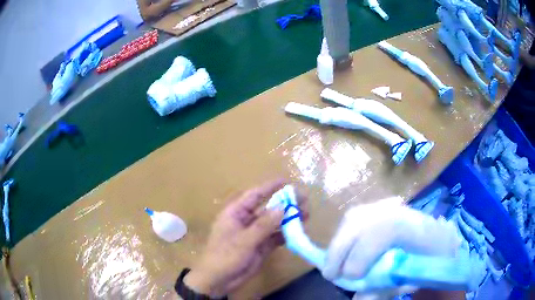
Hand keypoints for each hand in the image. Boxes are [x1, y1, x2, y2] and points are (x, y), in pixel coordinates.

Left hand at [184, 179, 307, 297]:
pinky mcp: (261, 247)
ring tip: (306, 216)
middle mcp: (246, 221)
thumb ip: (263, 225)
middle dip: (285, 204)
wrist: (219, 280)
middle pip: (268, 209)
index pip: (254, 195)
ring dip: (288, 220)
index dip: (270, 187)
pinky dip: (286, 234)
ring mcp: (254, 235)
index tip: (287, 181)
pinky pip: (276, 237)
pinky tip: (299, 233)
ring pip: (274, 223)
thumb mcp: (244, 240)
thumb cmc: (225, 256)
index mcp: (235, 213)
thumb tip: (282, 207)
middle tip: (304, 201)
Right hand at [323, 197, 459, 280]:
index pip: (388, 228)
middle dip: (341, 249)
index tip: (351, 277)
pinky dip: (343, 236)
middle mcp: (403, 210)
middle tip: (330, 275)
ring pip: (354, 217)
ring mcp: (390, 206)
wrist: (439, 241)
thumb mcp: (415, 279)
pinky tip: (342, 251)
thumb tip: (358, 298)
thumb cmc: (431, 261)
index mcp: (419, 227)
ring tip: (333, 265)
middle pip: (363, 220)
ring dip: (338, 243)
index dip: (365, 252)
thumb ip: (387, 289)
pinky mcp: (380, 209)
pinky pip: (354, 219)